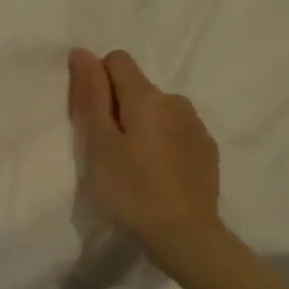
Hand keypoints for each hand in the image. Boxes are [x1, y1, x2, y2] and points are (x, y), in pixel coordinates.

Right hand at [67, 48, 225, 271]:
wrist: (186, 236)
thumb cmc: (131, 189)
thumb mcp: (99, 142)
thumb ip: (91, 94)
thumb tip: (82, 52)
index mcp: (146, 96)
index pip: (117, 60)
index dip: (98, 81)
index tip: (94, 118)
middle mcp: (175, 101)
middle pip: (137, 86)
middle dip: (118, 106)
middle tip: (109, 149)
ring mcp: (195, 125)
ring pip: (157, 110)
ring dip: (141, 124)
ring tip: (134, 164)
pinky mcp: (207, 148)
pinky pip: (175, 130)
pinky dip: (162, 141)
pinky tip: (158, 173)